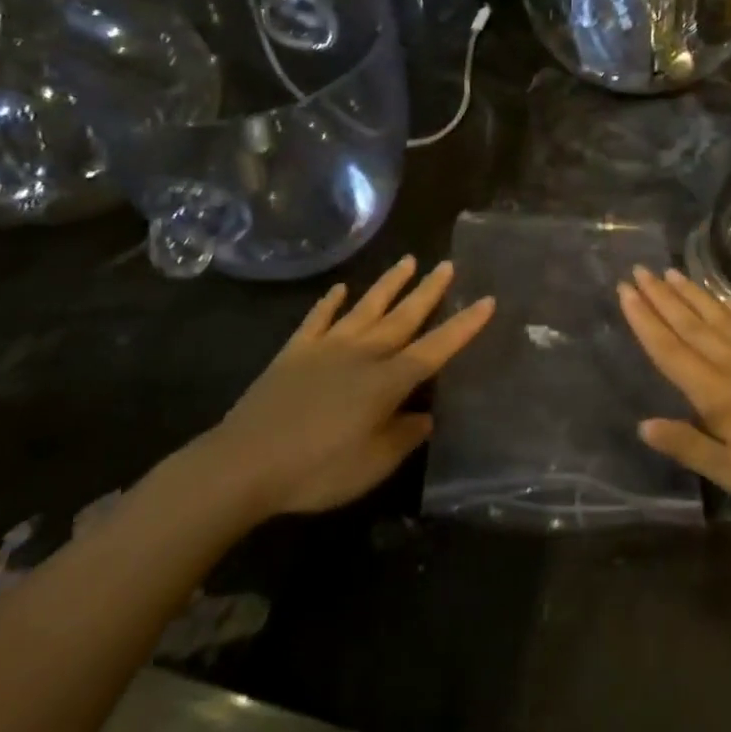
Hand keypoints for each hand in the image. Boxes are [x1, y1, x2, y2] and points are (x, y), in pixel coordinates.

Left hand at [188, 256, 493, 519]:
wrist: (244, 464)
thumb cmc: (317, 470)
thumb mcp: (373, 464)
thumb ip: (404, 436)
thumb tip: (425, 416)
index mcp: (386, 382)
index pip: (435, 349)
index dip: (463, 327)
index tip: (486, 301)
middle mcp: (361, 355)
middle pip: (403, 317)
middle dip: (429, 292)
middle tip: (448, 266)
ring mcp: (326, 349)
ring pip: (365, 308)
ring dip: (388, 285)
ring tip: (408, 261)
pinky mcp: (294, 353)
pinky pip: (317, 319)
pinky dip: (329, 303)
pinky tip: (339, 289)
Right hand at [617, 267, 730, 523]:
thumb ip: (689, 445)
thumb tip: (644, 424)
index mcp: (718, 394)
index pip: (670, 350)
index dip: (645, 321)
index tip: (625, 292)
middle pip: (691, 325)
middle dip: (661, 298)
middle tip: (638, 271)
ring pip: (719, 317)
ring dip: (692, 294)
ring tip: (670, 272)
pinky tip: (722, 296)